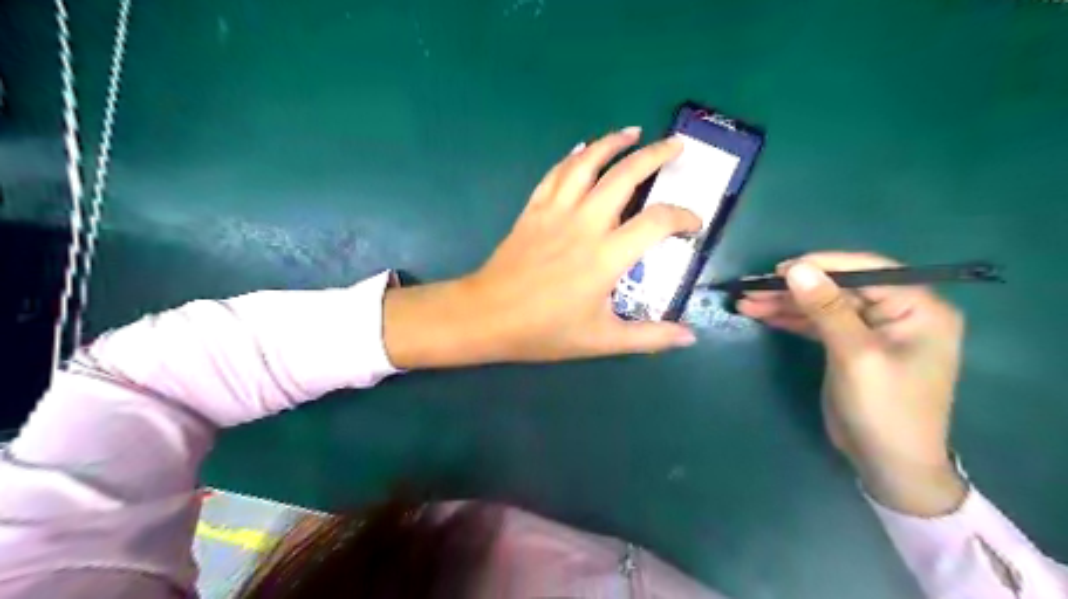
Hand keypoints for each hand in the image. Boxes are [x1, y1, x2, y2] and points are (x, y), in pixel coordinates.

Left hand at [385, 129, 703, 366]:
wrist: (486, 316)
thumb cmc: (544, 331)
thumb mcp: (601, 341)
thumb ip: (648, 337)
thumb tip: (689, 337)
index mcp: (607, 255)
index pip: (657, 221)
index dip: (683, 217)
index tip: (694, 225)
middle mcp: (585, 223)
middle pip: (625, 176)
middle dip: (655, 155)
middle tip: (676, 146)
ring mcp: (556, 212)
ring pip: (587, 164)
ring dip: (612, 143)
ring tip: (633, 132)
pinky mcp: (534, 210)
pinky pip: (556, 174)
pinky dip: (573, 157)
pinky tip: (583, 149)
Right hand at [740, 249, 972, 514]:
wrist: (888, 464)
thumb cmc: (885, 409)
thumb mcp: (855, 356)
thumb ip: (827, 309)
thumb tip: (797, 268)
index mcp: (917, 307)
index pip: (866, 270)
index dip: (821, 265)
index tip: (779, 270)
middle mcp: (897, 311)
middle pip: (838, 287)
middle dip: (794, 288)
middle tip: (752, 288)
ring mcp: (872, 329)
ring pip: (823, 304)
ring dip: (785, 303)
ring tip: (745, 301)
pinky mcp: (850, 345)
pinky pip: (818, 323)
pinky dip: (790, 319)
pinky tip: (761, 314)